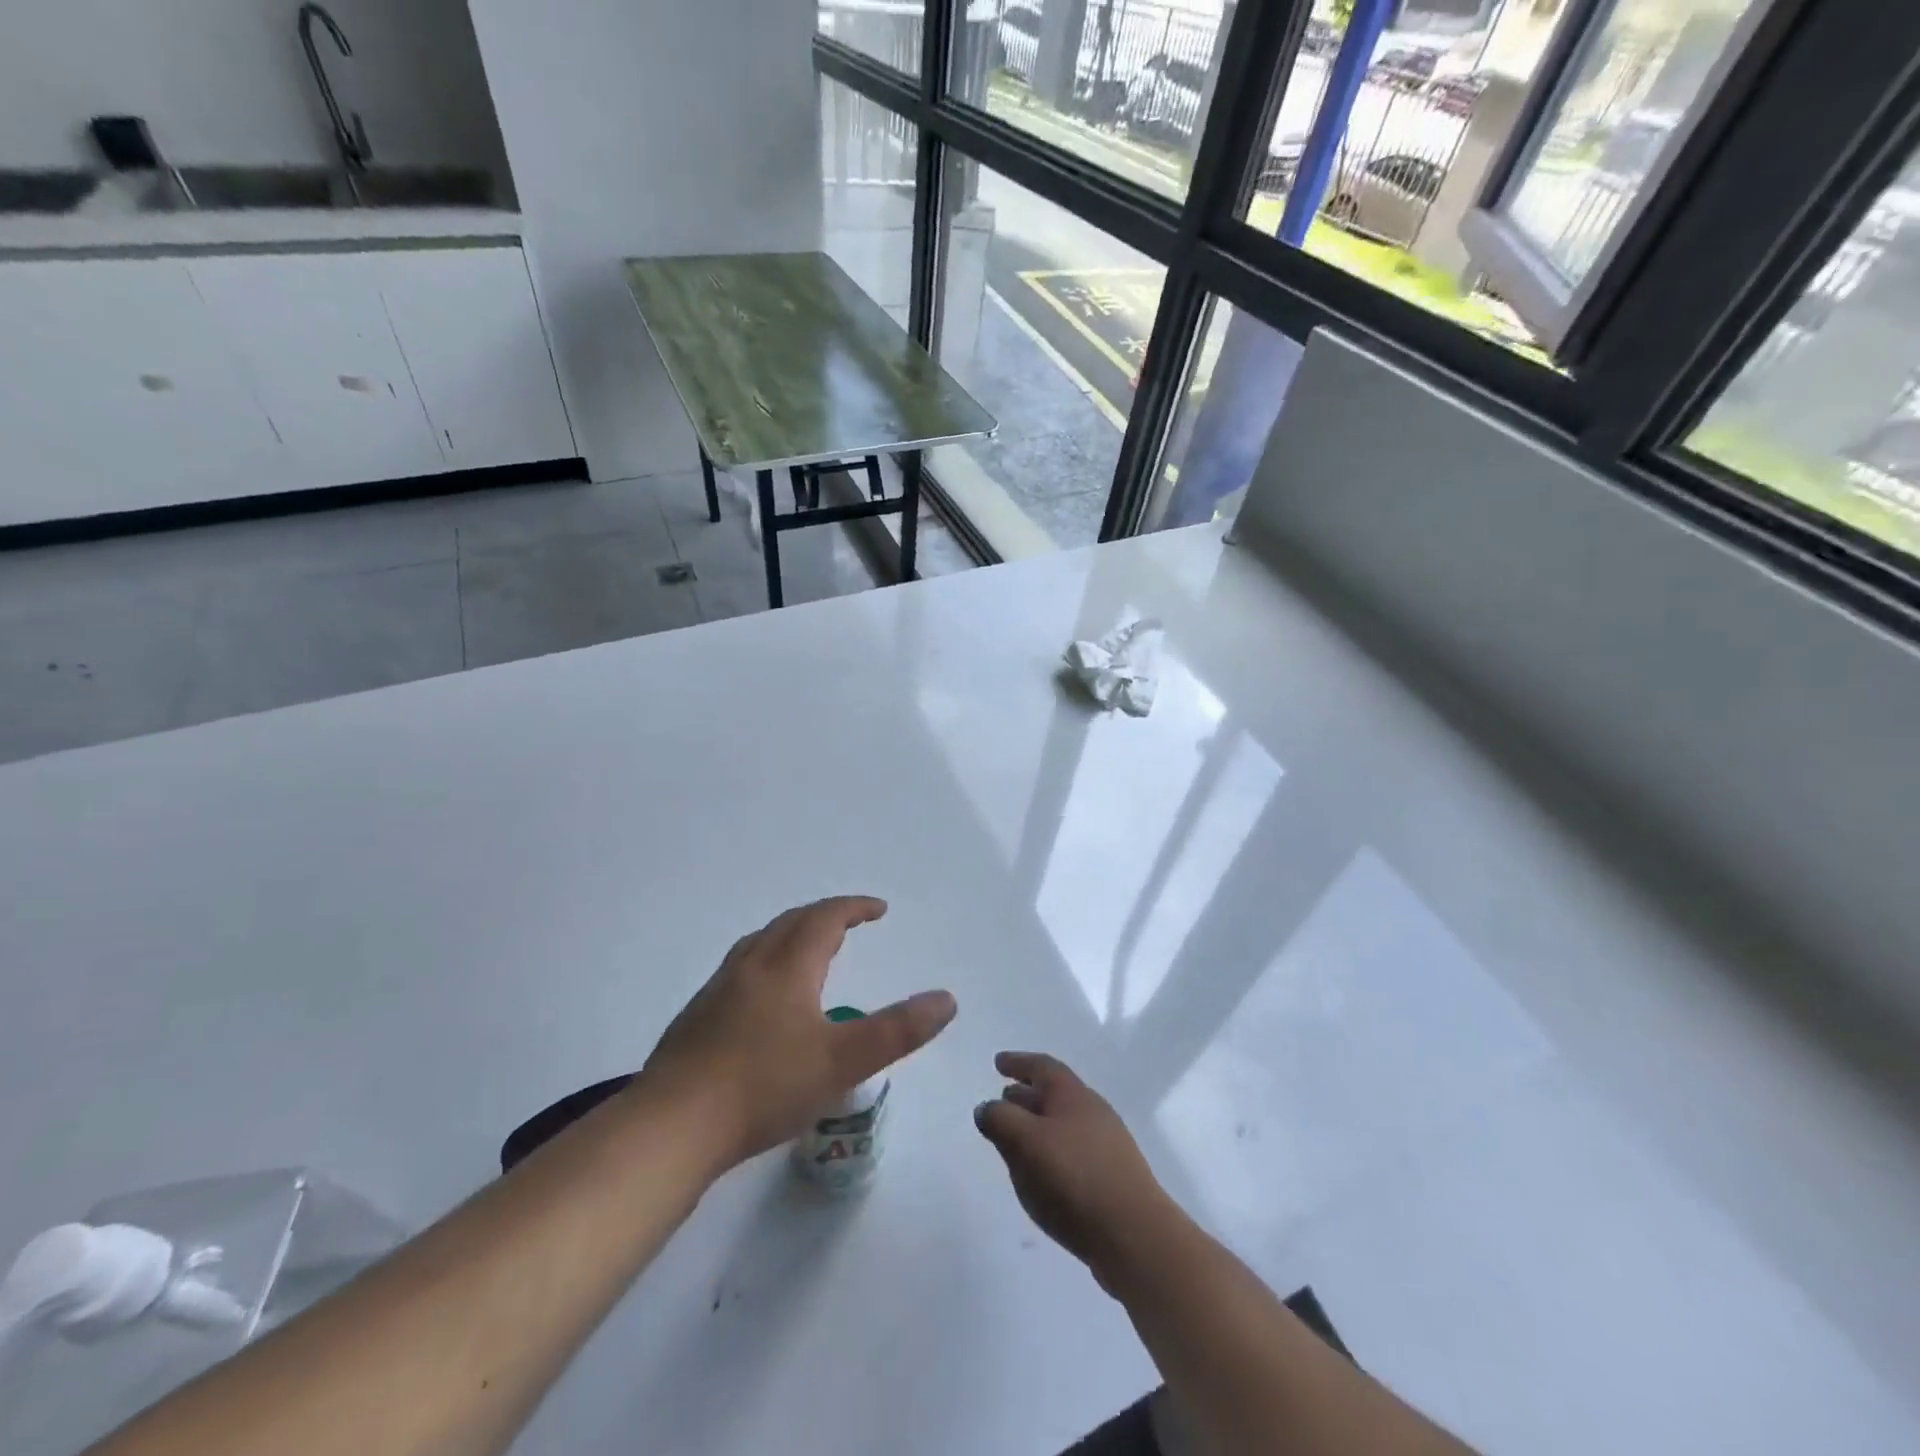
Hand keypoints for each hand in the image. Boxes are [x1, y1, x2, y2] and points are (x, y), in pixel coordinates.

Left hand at [640, 896, 955, 1171]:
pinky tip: (763, 1000)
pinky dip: (765, 962)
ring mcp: (717, 990)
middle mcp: (751, 966)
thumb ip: (898, 1030)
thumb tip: (946, 999)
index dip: (854, 907)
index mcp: (787, 967)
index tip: (878, 909)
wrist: (671, 1127)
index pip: (825, 918)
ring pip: (759, 943)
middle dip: (824, 916)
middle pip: (790, 923)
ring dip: (790, 935)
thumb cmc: (764, 1087)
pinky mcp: (696, 1018)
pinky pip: (739, 969)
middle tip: (849, 924)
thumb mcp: (843, 1062)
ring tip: (808, 951)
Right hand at [974, 1052, 1178, 1289]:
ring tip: (1015, 1138)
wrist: (1133, 1235)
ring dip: (1037, 1125)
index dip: (1018, 1062)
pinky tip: (1040, 1173)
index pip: (1042, 1066)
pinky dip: (1050, 1150)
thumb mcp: (1026, 1142)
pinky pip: (1072, 1151)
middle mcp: (1092, 1111)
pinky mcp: (1110, 1177)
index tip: (998, 1062)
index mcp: (1072, 1094)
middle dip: (1026, 1094)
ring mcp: (1105, 1145)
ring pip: (1063, 1124)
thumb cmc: (1074, 1177)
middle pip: (1054, 1093)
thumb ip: (1000, 1120)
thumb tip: (986, 1108)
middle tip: (1003, 1098)